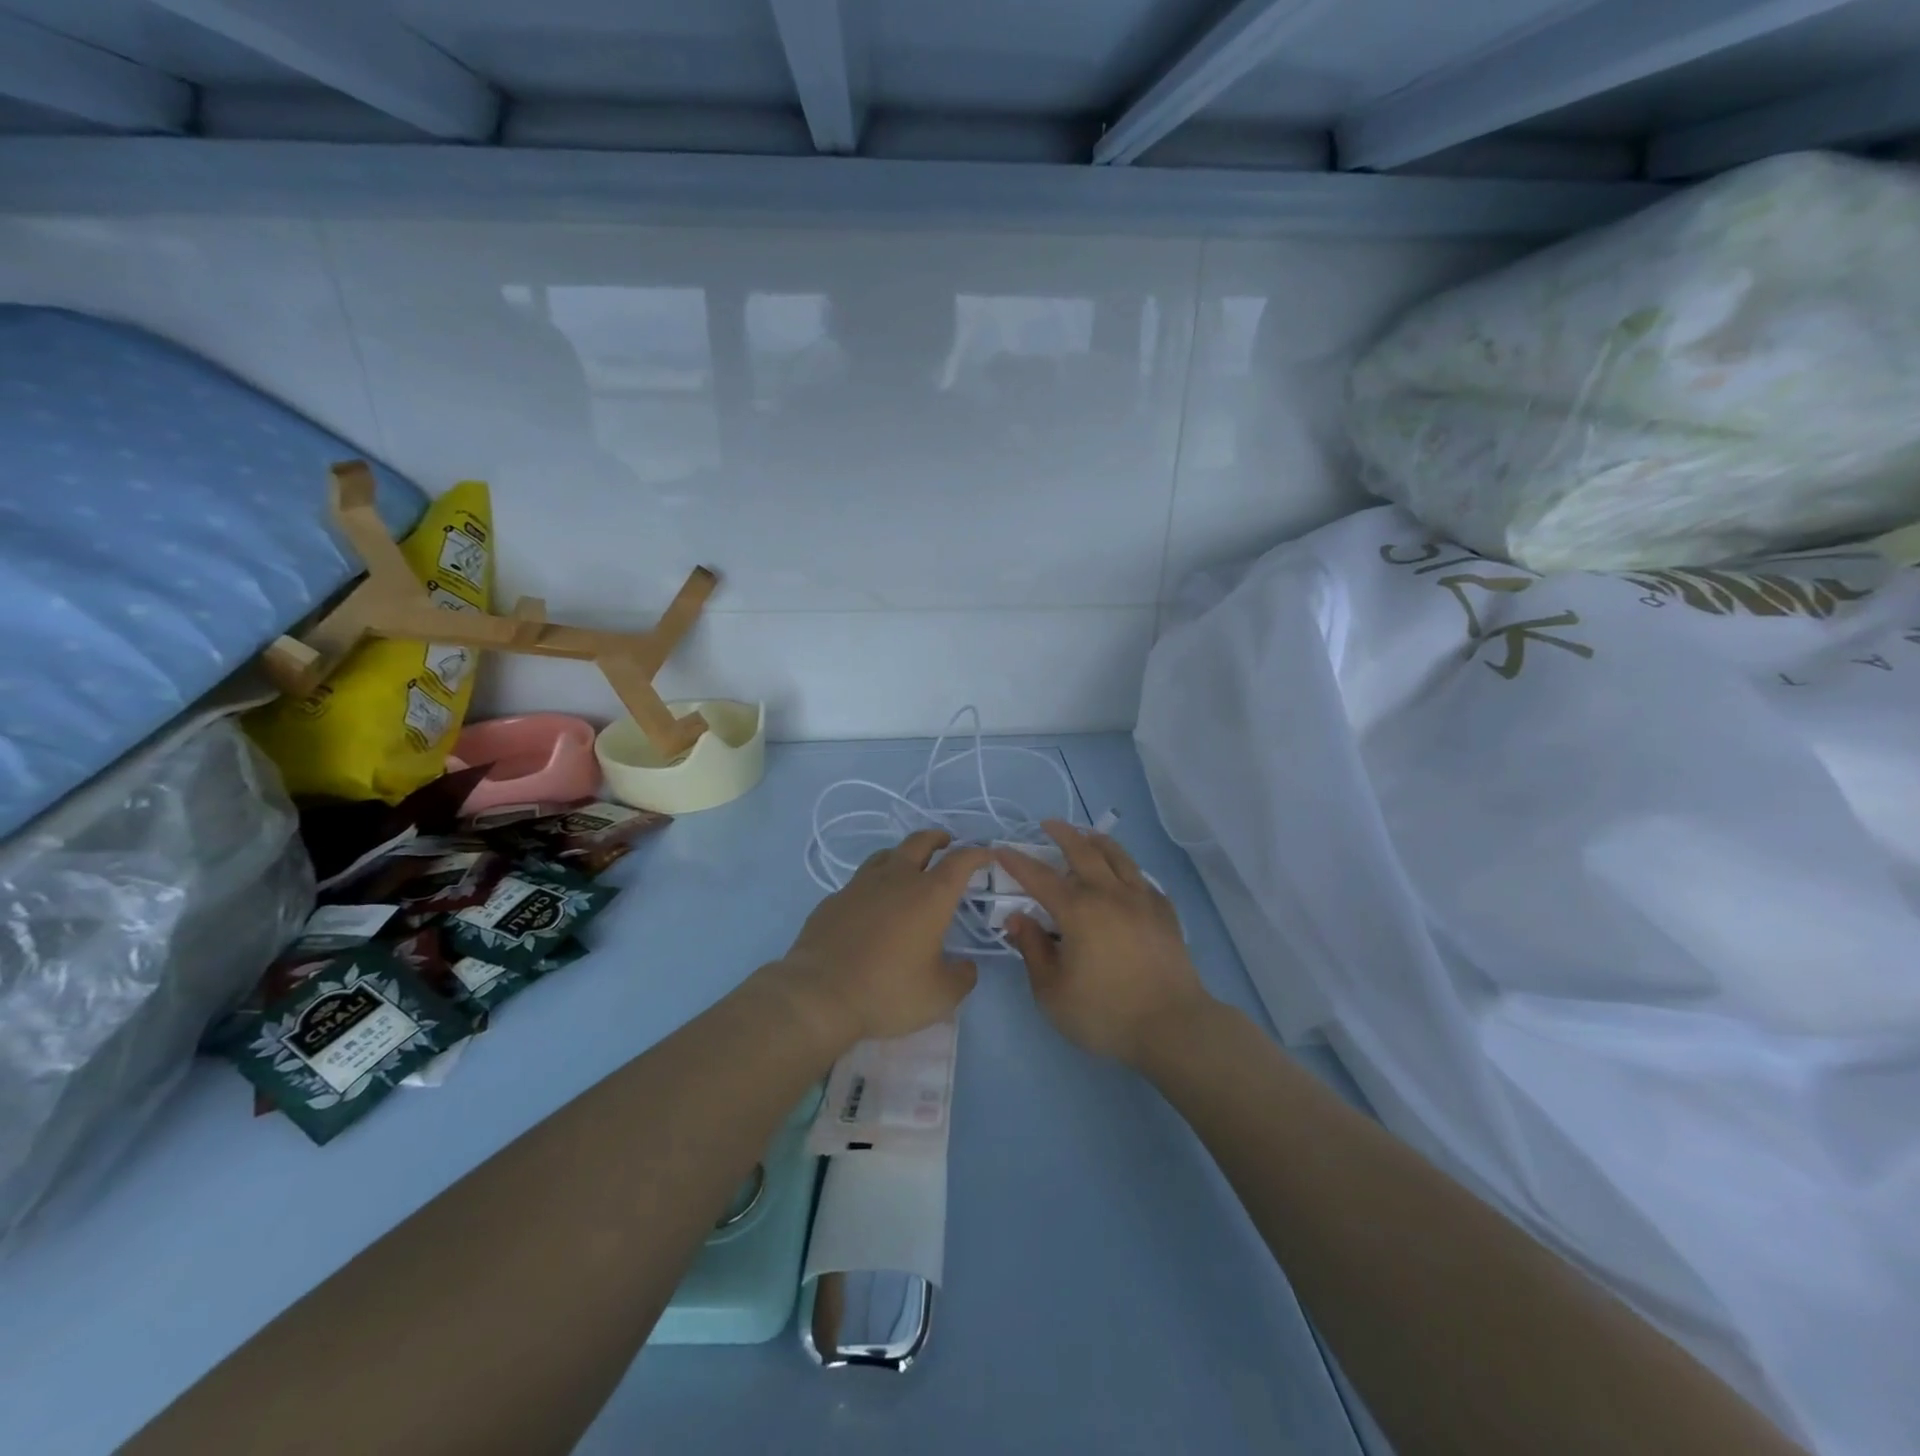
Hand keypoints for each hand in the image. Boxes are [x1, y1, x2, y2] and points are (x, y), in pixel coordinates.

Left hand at [773, 829, 987, 1049]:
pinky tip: (871, 907)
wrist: (819, 995)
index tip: (986, 854)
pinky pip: (859, 883)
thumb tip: (966, 967)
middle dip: (937, 839)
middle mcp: (896, 880)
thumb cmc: (888, 991)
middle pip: (919, 842)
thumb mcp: (939, 996)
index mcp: (930, 895)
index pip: (960, 860)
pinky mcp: (833, 900)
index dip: (977, 853)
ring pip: (885, 855)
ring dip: (902, 856)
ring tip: (908, 868)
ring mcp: (860, 886)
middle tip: (946, 843)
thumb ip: (961, 977)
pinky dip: (873, 886)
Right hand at [996, 822, 1212, 1067]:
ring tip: (1087, 835)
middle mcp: (1109, 894)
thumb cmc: (1105, 1014)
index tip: (1001, 849)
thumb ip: (1032, 950)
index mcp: (1078, 911)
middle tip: (1048, 824)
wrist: (1172, 1028)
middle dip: (1062, 834)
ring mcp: (1142, 900)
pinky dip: (1127, 868)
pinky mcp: (1165, 913)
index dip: (1017, 862)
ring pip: (1118, 857)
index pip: (1039, 877)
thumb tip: (1017, 918)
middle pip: (1083, 852)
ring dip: (1098, 841)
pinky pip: (1142, 879)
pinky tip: (1125, 875)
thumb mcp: (1052, 992)